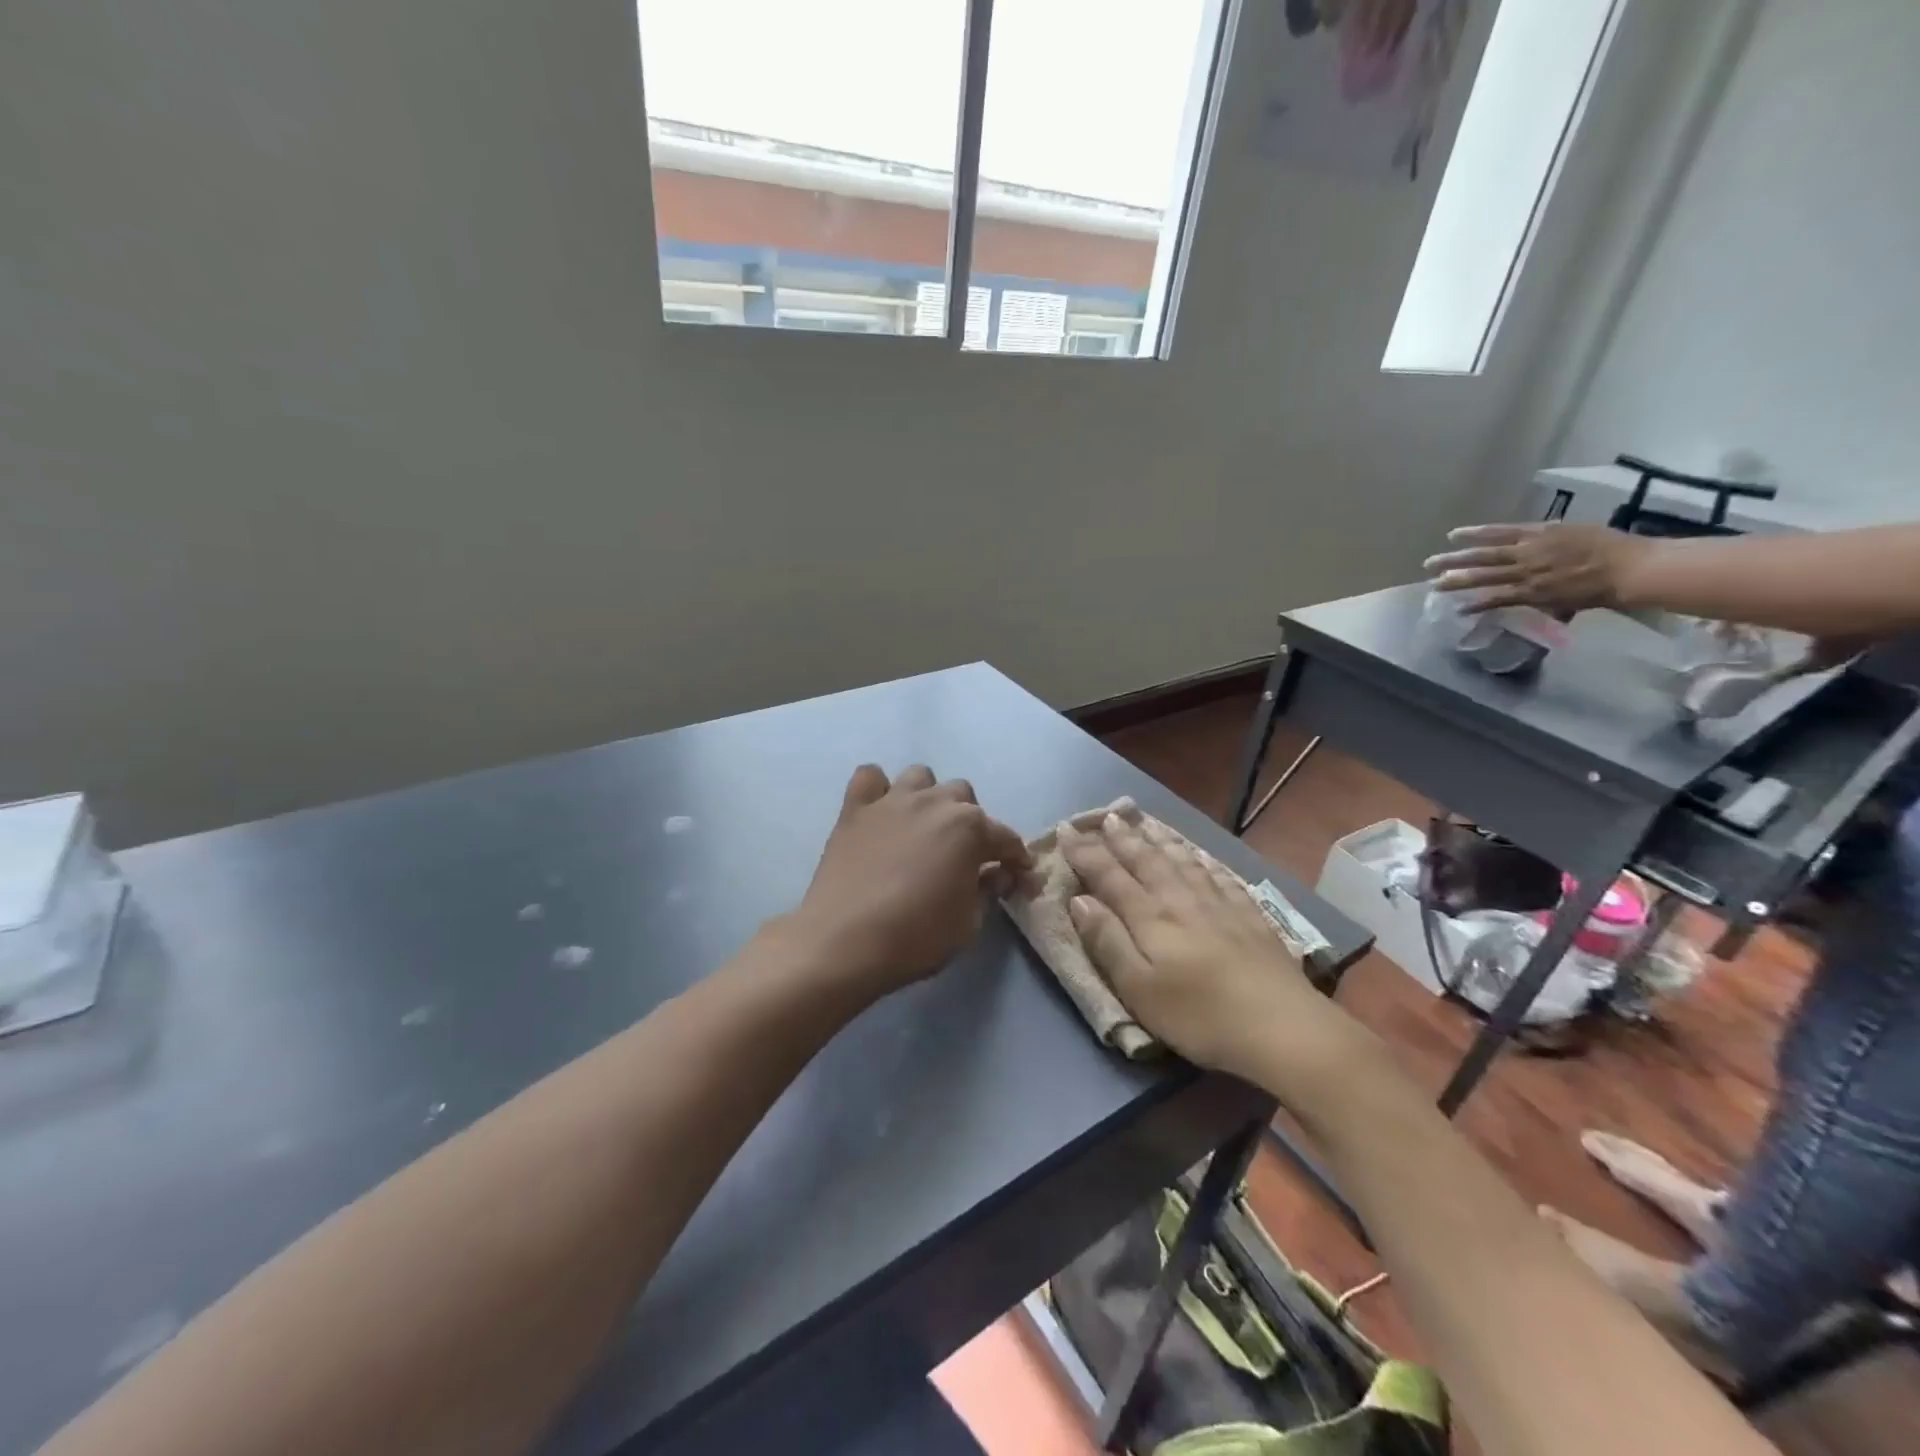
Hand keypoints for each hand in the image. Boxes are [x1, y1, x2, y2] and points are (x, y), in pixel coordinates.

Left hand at [788, 764, 1029, 996]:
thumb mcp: (968, 924)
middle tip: (964, 856)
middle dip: (971, 823)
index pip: (1006, 838)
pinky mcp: (855, 809)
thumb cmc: (916, 936)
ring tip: (923, 828)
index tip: (1018, 876)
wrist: (844, 942)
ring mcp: (891, 800)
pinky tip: (880, 813)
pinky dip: (878, 790)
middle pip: (963, 797)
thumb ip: (987, 891)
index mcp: (969, 828)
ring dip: (928, 798)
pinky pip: (869, 778)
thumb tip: (995, 874)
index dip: (1016, 859)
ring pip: (921, 777)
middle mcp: (933, 803)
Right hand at [1059, 814, 1346, 1084]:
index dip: (1086, 853)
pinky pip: (1219, 875)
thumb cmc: (1198, 1016)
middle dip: (1122, 838)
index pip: (1110, 876)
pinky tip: (1199, 854)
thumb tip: (1079, 899)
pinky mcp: (1250, 917)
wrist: (1282, 1028)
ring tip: (1146, 823)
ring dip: (1160, 840)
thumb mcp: (1138, 988)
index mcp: (1150, 917)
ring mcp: (1220, 905)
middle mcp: (1181, 900)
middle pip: (1146, 861)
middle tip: (1105, 816)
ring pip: (1182, 861)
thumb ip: (1107, 941)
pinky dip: (1203, 859)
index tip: (1066, 830)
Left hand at [1424, 522, 1650, 614]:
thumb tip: (1533, 542)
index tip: (1452, 535)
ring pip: (1484, 577)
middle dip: (1453, 560)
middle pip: (1482, 555)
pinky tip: (1459, 609)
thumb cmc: (1611, 548)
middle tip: (1428, 563)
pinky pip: (1498, 600)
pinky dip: (1477, 605)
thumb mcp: (1575, 532)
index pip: (1499, 532)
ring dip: (1456, 582)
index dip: (1474, 533)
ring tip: (1433, 585)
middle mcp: (1528, 552)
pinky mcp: (1532, 594)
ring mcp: (1527, 574)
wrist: (1628, 567)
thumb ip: (1549, 538)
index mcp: (1539, 533)